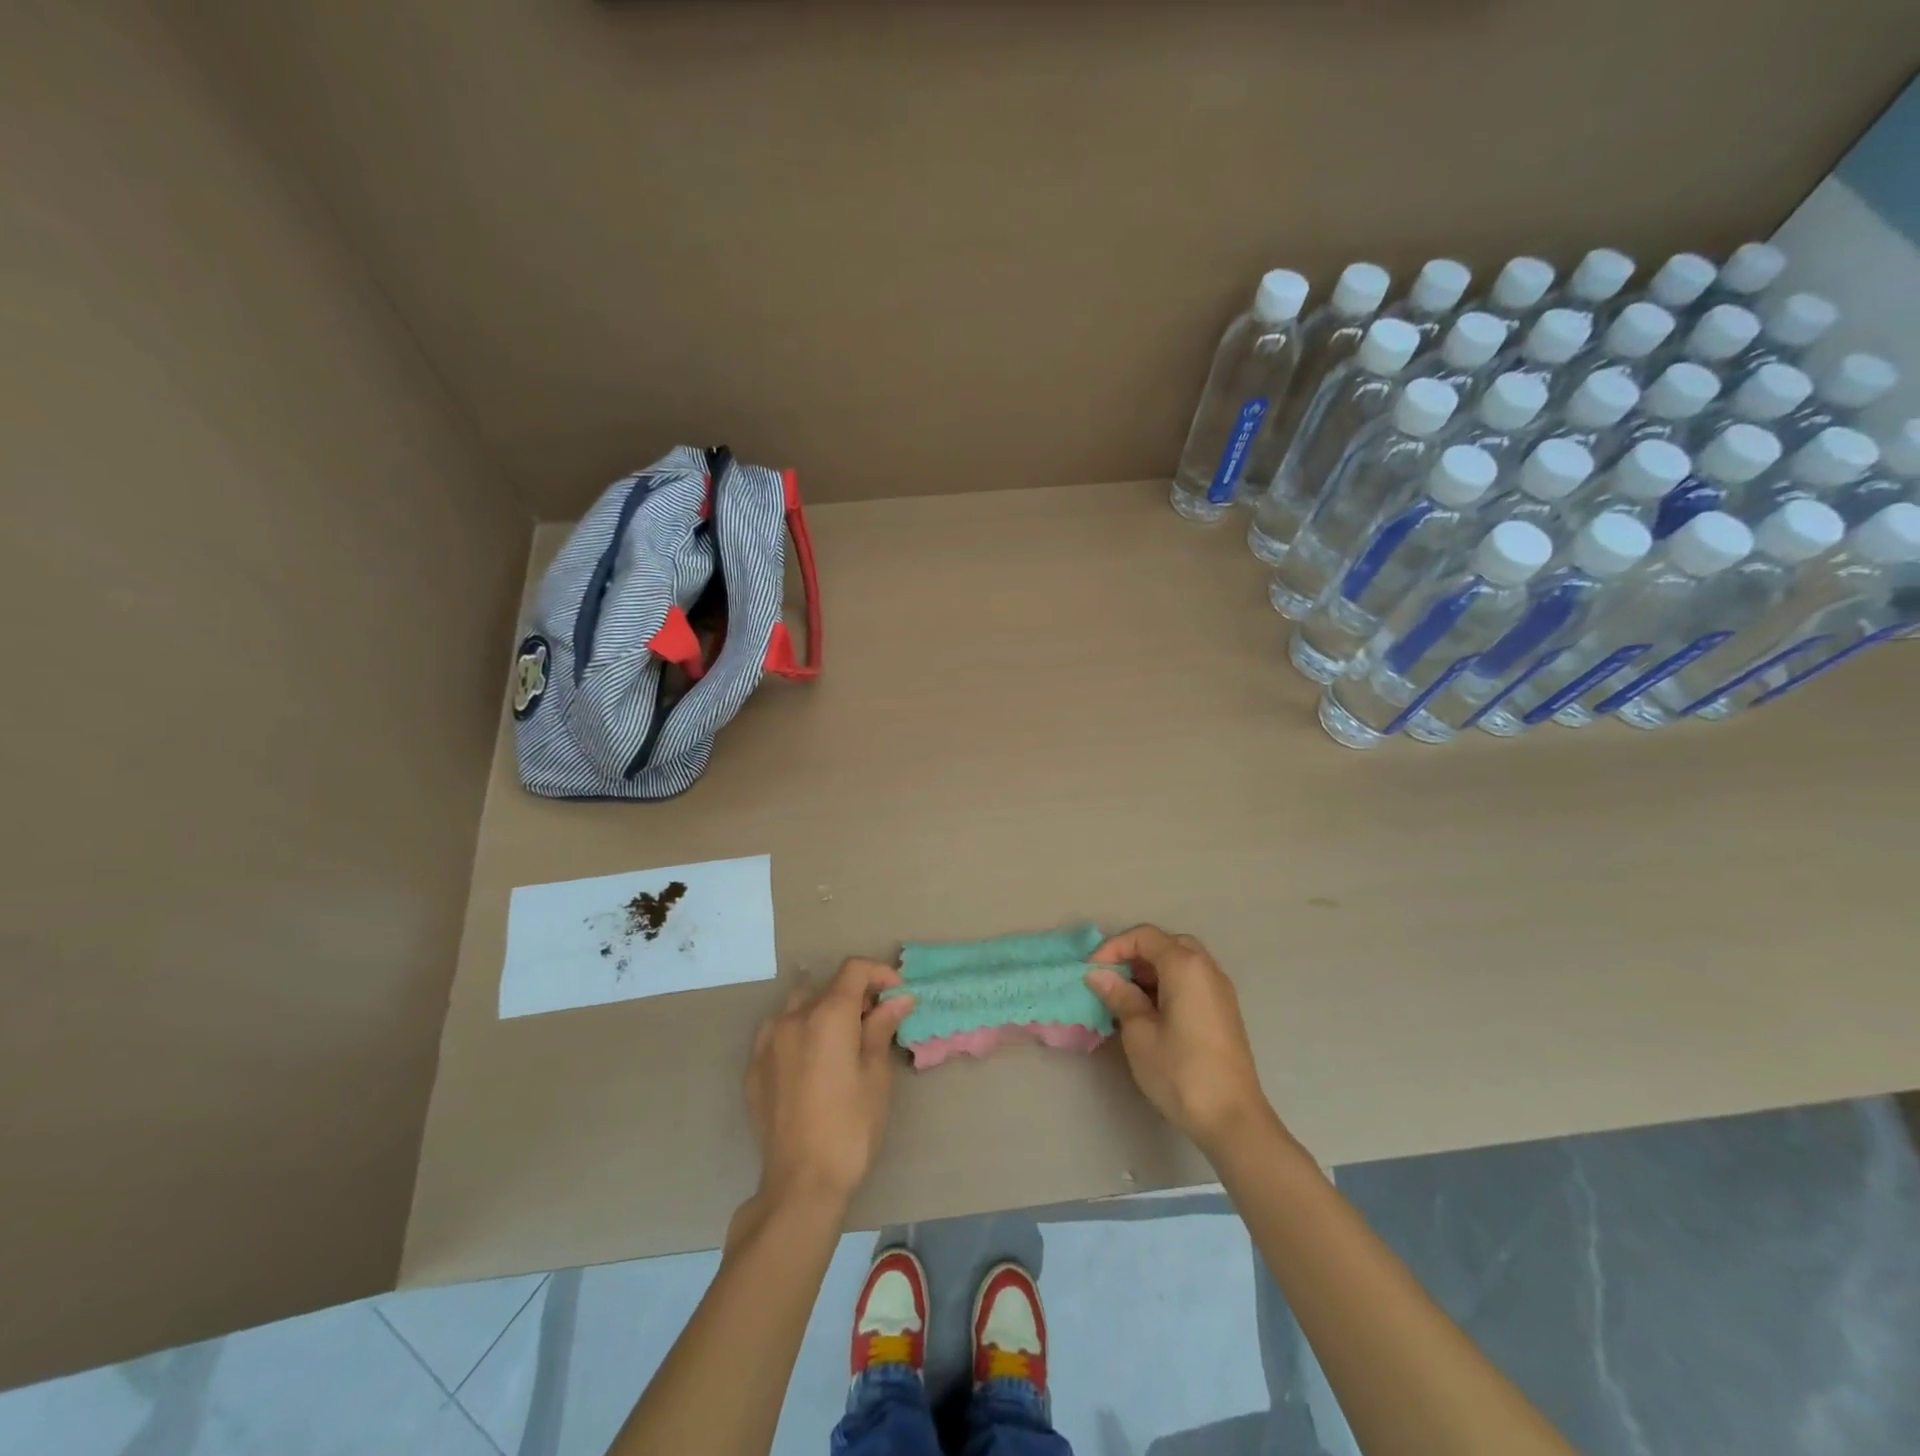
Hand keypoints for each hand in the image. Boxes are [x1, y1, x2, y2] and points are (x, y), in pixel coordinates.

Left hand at [745, 958, 914, 1211]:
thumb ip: (882, 1028)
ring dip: (822, 1011)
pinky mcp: (754, 1068)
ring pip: (798, 1006)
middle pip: (826, 986)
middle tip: (876, 1023)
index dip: (879, 974)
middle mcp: (792, 1018)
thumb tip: (899, 998)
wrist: (801, 1183)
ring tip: (841, 1041)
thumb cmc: (851, 1127)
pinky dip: (799, 1033)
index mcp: (827, 1015)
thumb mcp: (875, 1075)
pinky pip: (778, 1033)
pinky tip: (812, 1063)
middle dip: (854, 995)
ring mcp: (767, 1042)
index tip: (897, 995)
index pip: (853, 970)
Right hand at [1085, 925, 1272, 1152]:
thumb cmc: (1181, 1072)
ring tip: (1126, 996)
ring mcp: (1220, 990)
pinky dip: (1168, 983)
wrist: (1233, 1119)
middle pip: (1166, 944)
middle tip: (1111, 979)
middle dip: (1134, 955)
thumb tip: (1098, 974)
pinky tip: (1151, 1011)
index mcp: (1186, 966)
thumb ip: (1119, 996)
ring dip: (1151, 970)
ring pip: (1181, 961)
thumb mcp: (1139, 1033)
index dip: (1113, 947)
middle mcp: (1207, 969)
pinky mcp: (1224, 1011)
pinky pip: (1192, 980)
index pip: (1144, 937)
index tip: (1092, 972)